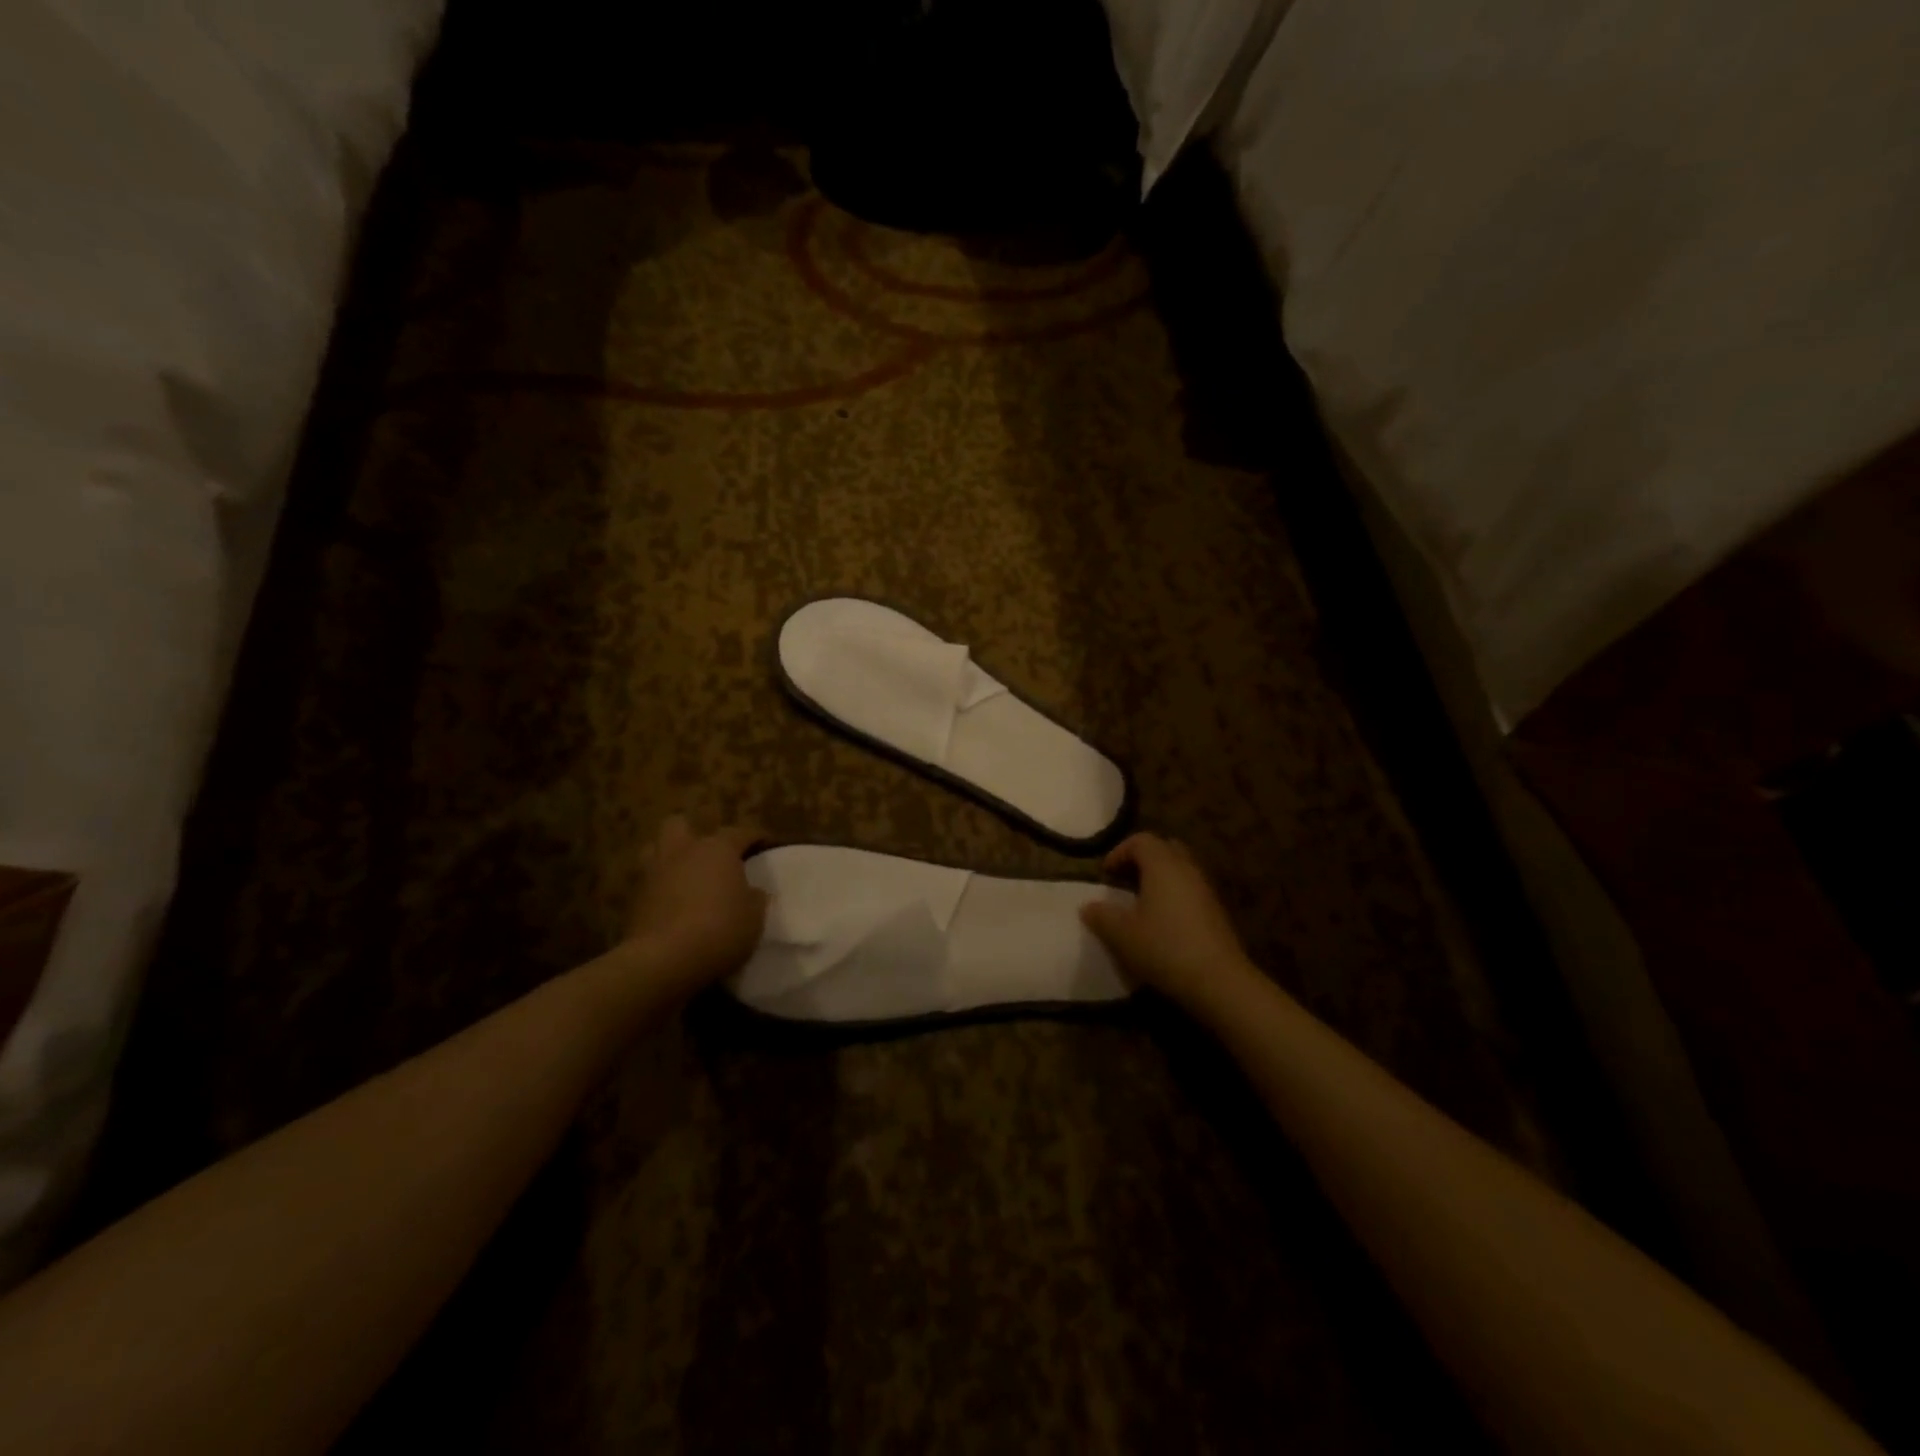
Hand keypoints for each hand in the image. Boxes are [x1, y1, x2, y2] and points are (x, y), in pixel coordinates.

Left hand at [623, 817, 767, 995]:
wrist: (664, 961)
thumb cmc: (720, 930)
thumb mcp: (754, 917)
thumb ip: (755, 899)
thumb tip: (753, 892)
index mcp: (717, 849)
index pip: (740, 832)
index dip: (756, 837)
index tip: (767, 845)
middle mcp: (682, 852)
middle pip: (680, 824)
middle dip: (693, 833)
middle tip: (710, 853)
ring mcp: (653, 874)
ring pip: (655, 849)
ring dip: (670, 857)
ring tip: (686, 874)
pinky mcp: (634, 900)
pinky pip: (648, 883)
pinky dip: (660, 889)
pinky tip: (673, 904)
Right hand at [1080, 833, 1257, 1011]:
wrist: (1219, 981)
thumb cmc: (1165, 948)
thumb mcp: (1122, 935)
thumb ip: (1101, 916)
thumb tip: (1088, 906)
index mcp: (1162, 865)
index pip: (1141, 840)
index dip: (1119, 852)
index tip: (1105, 874)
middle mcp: (1187, 869)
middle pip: (1164, 848)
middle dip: (1142, 859)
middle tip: (1124, 881)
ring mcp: (1205, 889)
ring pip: (1179, 869)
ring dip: (1159, 878)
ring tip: (1140, 903)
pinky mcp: (1216, 911)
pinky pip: (1190, 889)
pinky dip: (1173, 894)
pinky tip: (1162, 921)